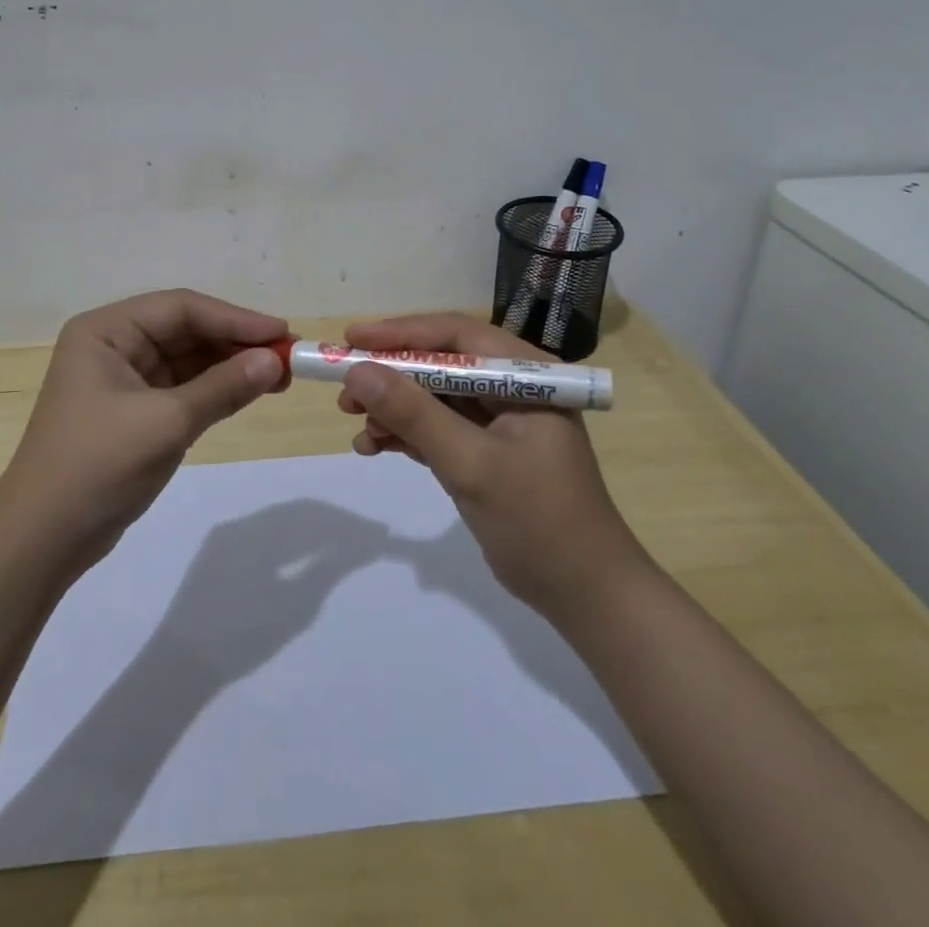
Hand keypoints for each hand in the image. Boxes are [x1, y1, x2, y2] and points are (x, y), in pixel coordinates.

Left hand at [0, 290, 287, 581]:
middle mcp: (113, 344)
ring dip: (231, 366)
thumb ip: (223, 387)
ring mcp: (123, 378)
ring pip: (189, 359)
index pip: (181, 308)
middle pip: (186, 330)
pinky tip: (250, 392)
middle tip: (289, 357)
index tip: (282, 334)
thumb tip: (276, 360)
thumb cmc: (97, 467)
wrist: (42, 541)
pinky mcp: (134, 410)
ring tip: (280, 377)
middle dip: (236, 343)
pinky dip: (216, 390)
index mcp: (106, 331)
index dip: (235, 318)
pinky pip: (183, 388)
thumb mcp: (166, 423)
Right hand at [337, 314, 648, 619]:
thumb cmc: (538, 520)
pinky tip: (373, 446)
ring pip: (432, 396)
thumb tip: (357, 371)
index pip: (454, 337)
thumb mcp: (470, 463)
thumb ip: (414, 414)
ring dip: (393, 408)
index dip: (399, 333)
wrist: (583, 594)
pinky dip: (405, 434)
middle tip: (345, 390)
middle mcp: (511, 387)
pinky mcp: (484, 450)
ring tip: (355, 425)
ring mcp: (498, 420)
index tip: (350, 341)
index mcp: (524, 375)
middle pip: (439, 364)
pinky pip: (436, 427)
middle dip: (390, 376)